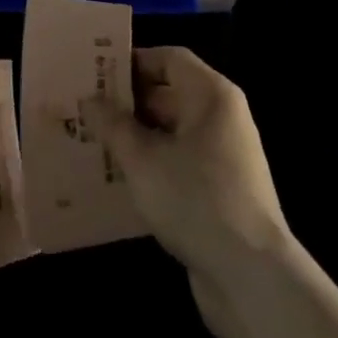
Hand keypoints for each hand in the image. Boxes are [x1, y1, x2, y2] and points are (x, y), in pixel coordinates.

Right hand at [82, 47, 292, 337]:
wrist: (252, 279)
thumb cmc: (196, 199)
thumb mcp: (143, 159)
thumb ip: (113, 125)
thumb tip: (89, 100)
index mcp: (211, 96)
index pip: (169, 58)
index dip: (132, 62)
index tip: (95, 74)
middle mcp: (222, 118)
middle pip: (169, 94)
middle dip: (127, 103)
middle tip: (85, 110)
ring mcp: (224, 156)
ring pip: (171, 132)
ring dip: (135, 137)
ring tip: (93, 142)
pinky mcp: (220, 192)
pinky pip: (178, 163)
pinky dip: (151, 165)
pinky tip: (118, 180)